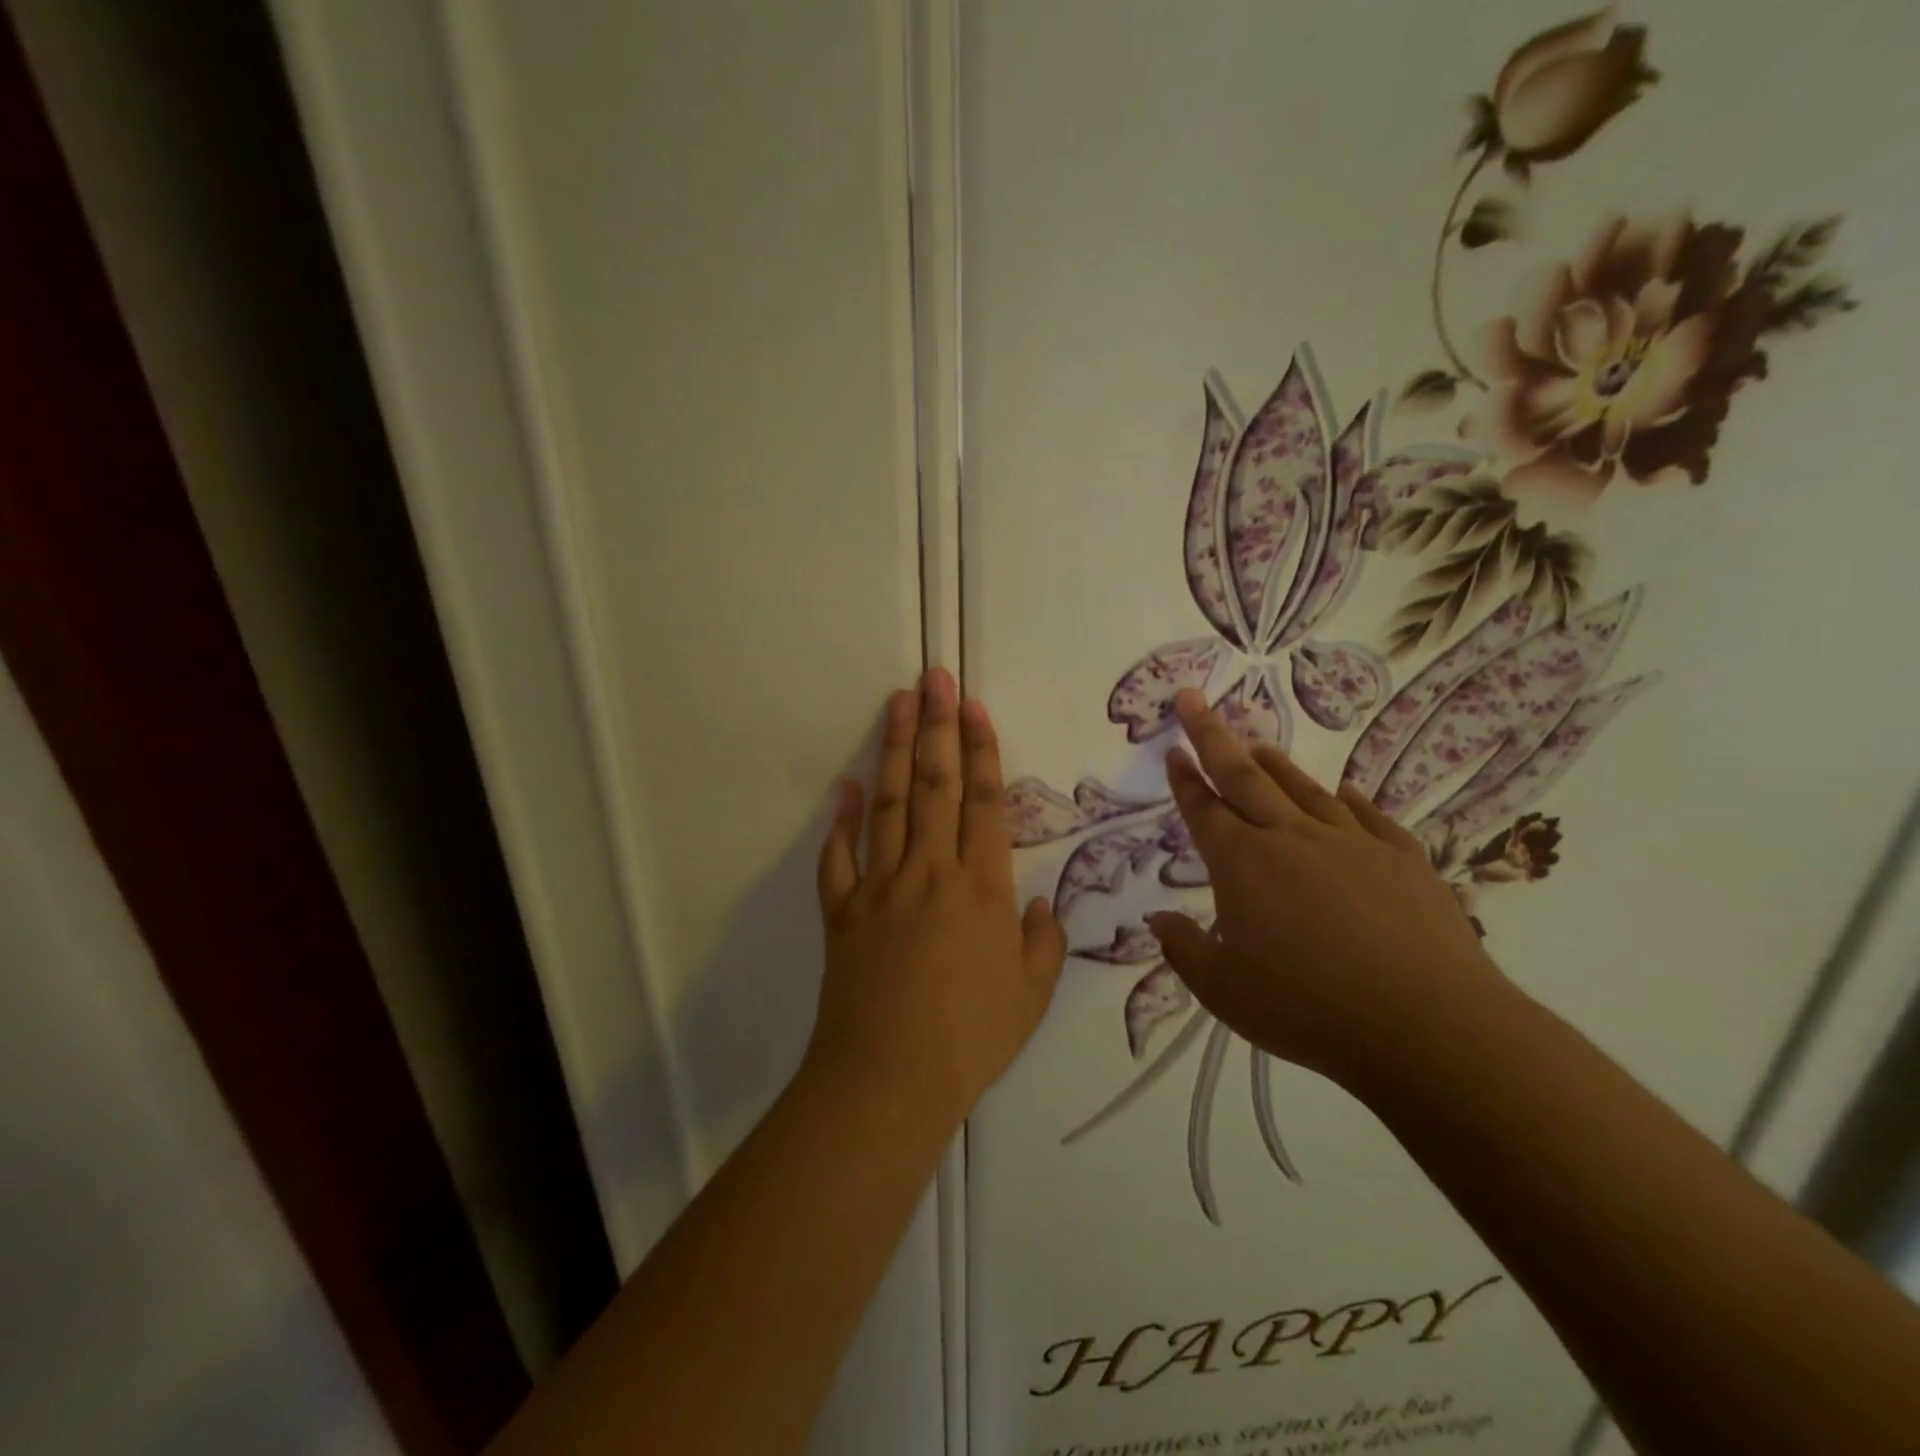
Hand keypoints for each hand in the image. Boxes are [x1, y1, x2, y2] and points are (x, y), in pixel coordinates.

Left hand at [809, 669, 1066, 1130]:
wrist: (888, 1079)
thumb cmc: (970, 1038)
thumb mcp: (1031, 995)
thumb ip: (1042, 942)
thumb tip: (1038, 907)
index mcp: (981, 886)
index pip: (985, 802)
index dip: (982, 750)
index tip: (973, 707)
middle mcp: (930, 871)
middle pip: (935, 785)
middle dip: (937, 726)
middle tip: (935, 677)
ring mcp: (880, 886)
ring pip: (888, 804)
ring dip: (892, 750)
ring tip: (897, 702)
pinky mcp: (842, 911)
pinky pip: (838, 857)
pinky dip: (840, 820)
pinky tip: (843, 786)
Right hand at [1147, 689, 1506, 1088]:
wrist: (1426, 1024)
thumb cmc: (1307, 1007)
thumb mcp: (1223, 989)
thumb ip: (1183, 949)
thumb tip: (1157, 917)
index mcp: (1243, 864)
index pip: (1204, 809)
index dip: (1184, 778)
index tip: (1173, 748)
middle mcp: (1292, 839)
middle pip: (1244, 777)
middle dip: (1213, 736)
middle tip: (1195, 700)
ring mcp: (1352, 844)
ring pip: (1303, 791)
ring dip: (1276, 765)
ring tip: (1259, 745)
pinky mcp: (1403, 860)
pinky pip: (1369, 818)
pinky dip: (1351, 800)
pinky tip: (1344, 791)